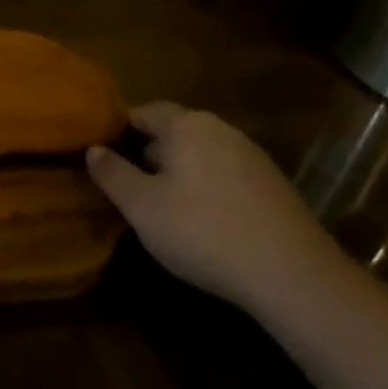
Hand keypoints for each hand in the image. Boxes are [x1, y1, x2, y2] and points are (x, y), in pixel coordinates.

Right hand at [85, 101, 341, 312]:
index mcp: (186, 125)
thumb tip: (94, 149)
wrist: (293, 276)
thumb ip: (113, 173)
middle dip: (148, 153)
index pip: (142, 111)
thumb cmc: (202, 231)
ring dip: (178, 172)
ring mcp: (252, 156)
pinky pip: (225, 175)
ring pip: (200, 154)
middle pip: (173, 131)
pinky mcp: (273, 185)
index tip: (100, 154)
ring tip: (161, 205)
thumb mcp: (142, 206)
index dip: (117, 129)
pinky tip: (202, 221)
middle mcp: (221, 129)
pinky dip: (206, 188)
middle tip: (126, 184)